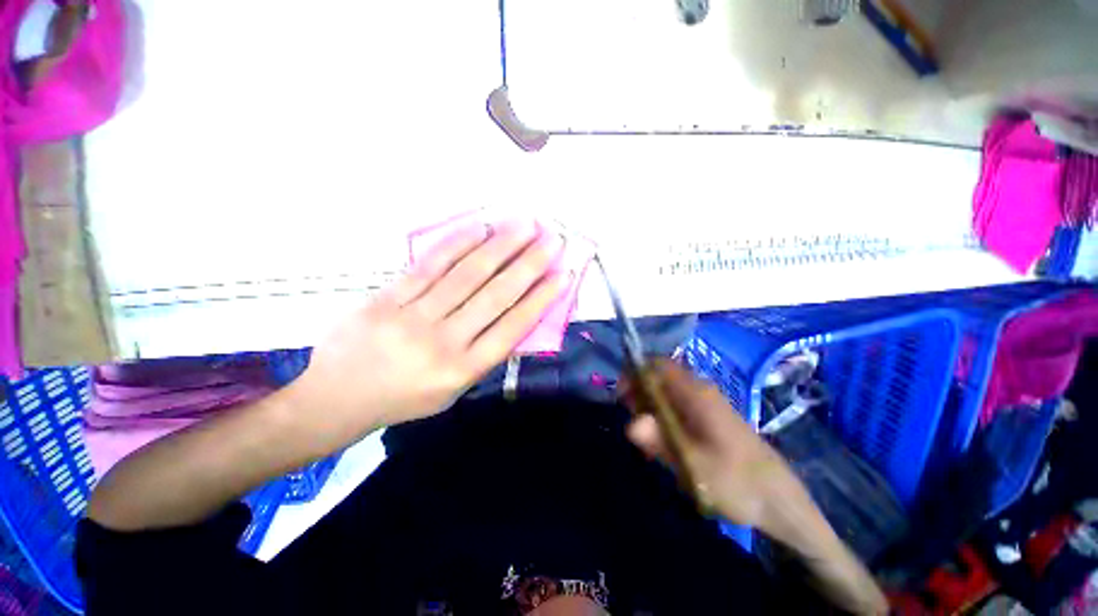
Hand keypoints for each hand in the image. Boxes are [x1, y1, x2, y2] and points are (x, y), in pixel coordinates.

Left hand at [289, 219, 568, 449]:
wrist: (336, 399)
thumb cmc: (404, 397)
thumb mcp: (453, 390)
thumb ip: (484, 355)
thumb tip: (516, 317)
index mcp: (463, 370)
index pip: (513, 327)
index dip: (541, 298)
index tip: (563, 275)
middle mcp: (444, 343)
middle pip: (495, 296)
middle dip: (529, 265)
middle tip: (552, 240)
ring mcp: (413, 318)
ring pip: (466, 275)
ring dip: (500, 247)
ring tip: (524, 226)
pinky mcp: (387, 298)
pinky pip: (428, 266)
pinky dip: (457, 244)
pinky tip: (480, 228)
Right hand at [622, 359, 795, 526]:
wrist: (778, 499)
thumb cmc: (737, 482)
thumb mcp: (694, 467)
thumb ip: (661, 443)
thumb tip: (631, 424)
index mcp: (696, 394)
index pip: (658, 365)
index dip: (635, 373)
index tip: (621, 395)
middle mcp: (700, 390)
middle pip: (660, 376)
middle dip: (639, 391)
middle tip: (630, 418)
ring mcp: (706, 402)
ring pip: (667, 391)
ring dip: (649, 405)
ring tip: (644, 435)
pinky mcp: (709, 416)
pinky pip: (677, 404)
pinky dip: (663, 415)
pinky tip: (662, 440)